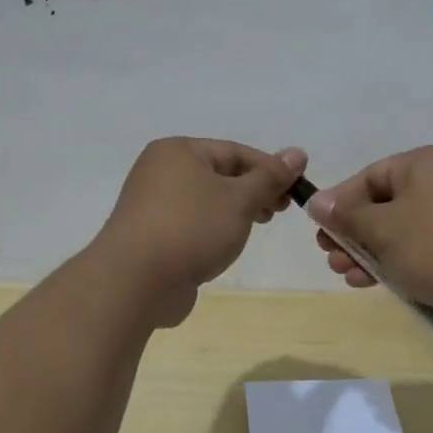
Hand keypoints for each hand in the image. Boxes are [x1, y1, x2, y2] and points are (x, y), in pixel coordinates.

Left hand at [96, 138, 306, 326]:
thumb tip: (297, 153)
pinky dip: (212, 230)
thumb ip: (270, 177)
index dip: (270, 169)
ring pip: (205, 200)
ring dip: (234, 212)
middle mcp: (160, 171)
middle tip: (279, 212)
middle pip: (219, 174)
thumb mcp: (240, 199)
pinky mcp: (150, 235)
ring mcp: (151, 204)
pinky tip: (224, 247)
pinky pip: (190, 224)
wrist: (135, 282)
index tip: (297, 191)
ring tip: (255, 228)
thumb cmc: (192, 229)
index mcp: (178, 151)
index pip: (235, 152)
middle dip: (253, 191)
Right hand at [309, 146, 432, 329]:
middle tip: (330, 258)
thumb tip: (316, 201)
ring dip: (369, 252)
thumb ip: (346, 215)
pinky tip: (374, 283)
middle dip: (352, 233)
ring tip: (347, 276)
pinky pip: (421, 249)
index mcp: (425, 163)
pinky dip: (396, 262)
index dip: (340, 202)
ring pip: (400, 231)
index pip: (370, 176)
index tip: (319, 230)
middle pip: (384, 204)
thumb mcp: (383, 228)